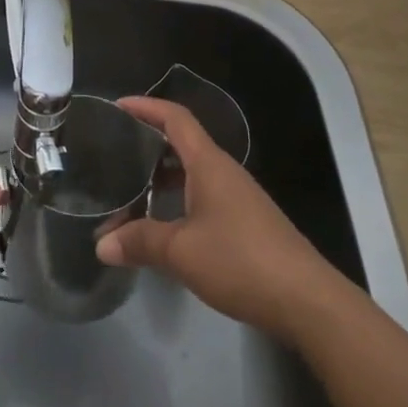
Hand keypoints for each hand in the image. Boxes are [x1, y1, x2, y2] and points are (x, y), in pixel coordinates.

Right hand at [96, 96, 343, 343]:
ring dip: (161, 179)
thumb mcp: (182, 252)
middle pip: (182, 144)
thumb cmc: (241, 261)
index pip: (176, 118)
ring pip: (192, 174)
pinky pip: (203, 197)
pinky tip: (162, 226)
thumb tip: (101, 244)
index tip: (118, 106)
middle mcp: (224, 172)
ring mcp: (238, 198)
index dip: (147, 106)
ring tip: (129, 193)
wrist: (307, 300)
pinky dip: (177, 201)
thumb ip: (140, 242)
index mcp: (209, 164)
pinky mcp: (245, 223)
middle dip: (148, 144)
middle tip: (115, 153)